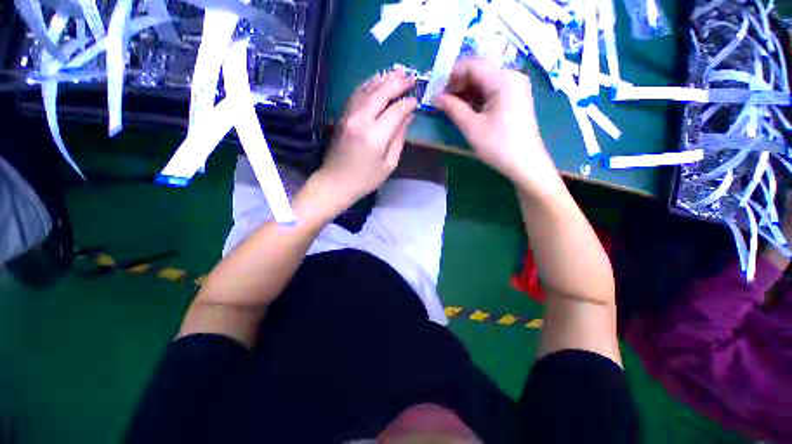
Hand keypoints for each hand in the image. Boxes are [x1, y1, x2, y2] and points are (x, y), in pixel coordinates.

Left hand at [316, 70, 417, 210]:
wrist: (335, 182)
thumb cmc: (366, 179)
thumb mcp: (389, 164)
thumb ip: (399, 138)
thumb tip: (408, 116)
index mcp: (375, 136)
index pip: (395, 110)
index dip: (408, 103)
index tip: (417, 100)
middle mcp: (360, 119)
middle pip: (381, 92)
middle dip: (398, 82)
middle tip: (411, 76)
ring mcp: (348, 115)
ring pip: (367, 89)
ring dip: (383, 78)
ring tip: (397, 72)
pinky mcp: (341, 115)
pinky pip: (356, 94)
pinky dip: (368, 84)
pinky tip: (377, 81)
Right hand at [436, 58, 561, 196]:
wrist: (525, 164)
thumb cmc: (498, 145)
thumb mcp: (472, 127)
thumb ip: (452, 108)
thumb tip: (435, 97)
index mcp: (503, 79)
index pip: (472, 65)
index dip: (450, 75)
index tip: (436, 91)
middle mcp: (511, 76)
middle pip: (478, 71)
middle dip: (457, 84)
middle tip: (441, 101)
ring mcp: (515, 87)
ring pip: (484, 81)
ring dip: (465, 92)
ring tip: (450, 107)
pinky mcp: (514, 98)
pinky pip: (491, 91)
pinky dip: (476, 98)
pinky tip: (465, 110)